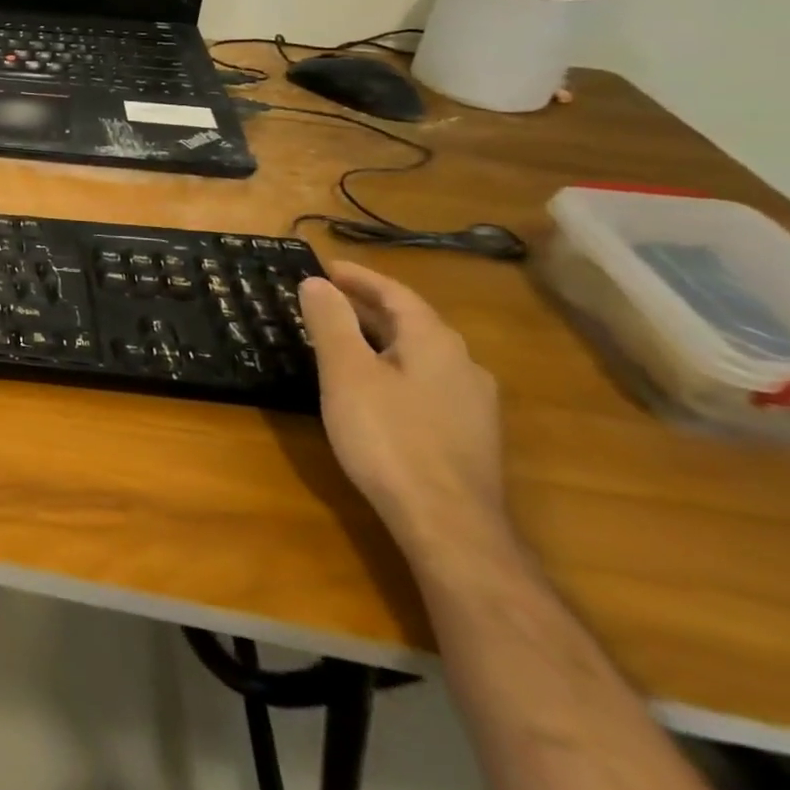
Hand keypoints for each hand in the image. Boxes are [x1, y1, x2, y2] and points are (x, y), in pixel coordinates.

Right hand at [300, 260, 508, 559]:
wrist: (448, 523)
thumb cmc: (388, 437)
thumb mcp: (346, 372)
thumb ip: (331, 322)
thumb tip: (316, 282)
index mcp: (435, 342)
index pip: (396, 294)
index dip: (359, 277)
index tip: (325, 266)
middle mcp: (463, 364)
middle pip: (412, 322)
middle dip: (368, 306)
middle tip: (327, 299)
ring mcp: (473, 403)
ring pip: (421, 354)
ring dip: (383, 338)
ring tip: (345, 339)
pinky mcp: (470, 435)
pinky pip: (427, 382)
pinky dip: (395, 368)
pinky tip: (376, 388)